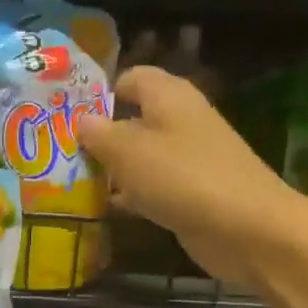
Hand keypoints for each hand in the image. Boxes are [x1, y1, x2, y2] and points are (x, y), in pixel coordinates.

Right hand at [79, 65, 307, 288]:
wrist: (247, 229)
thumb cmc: (182, 177)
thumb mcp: (128, 151)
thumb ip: (99, 134)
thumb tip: (81, 120)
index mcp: (168, 96)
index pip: (130, 78)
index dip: (99, 92)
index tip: (67, 115)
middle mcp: (180, 120)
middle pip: (132, 119)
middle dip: (99, 135)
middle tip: (60, 153)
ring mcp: (188, 159)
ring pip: (140, 156)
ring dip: (111, 169)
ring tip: (71, 182)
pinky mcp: (191, 193)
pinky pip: (152, 187)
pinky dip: (131, 195)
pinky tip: (104, 210)